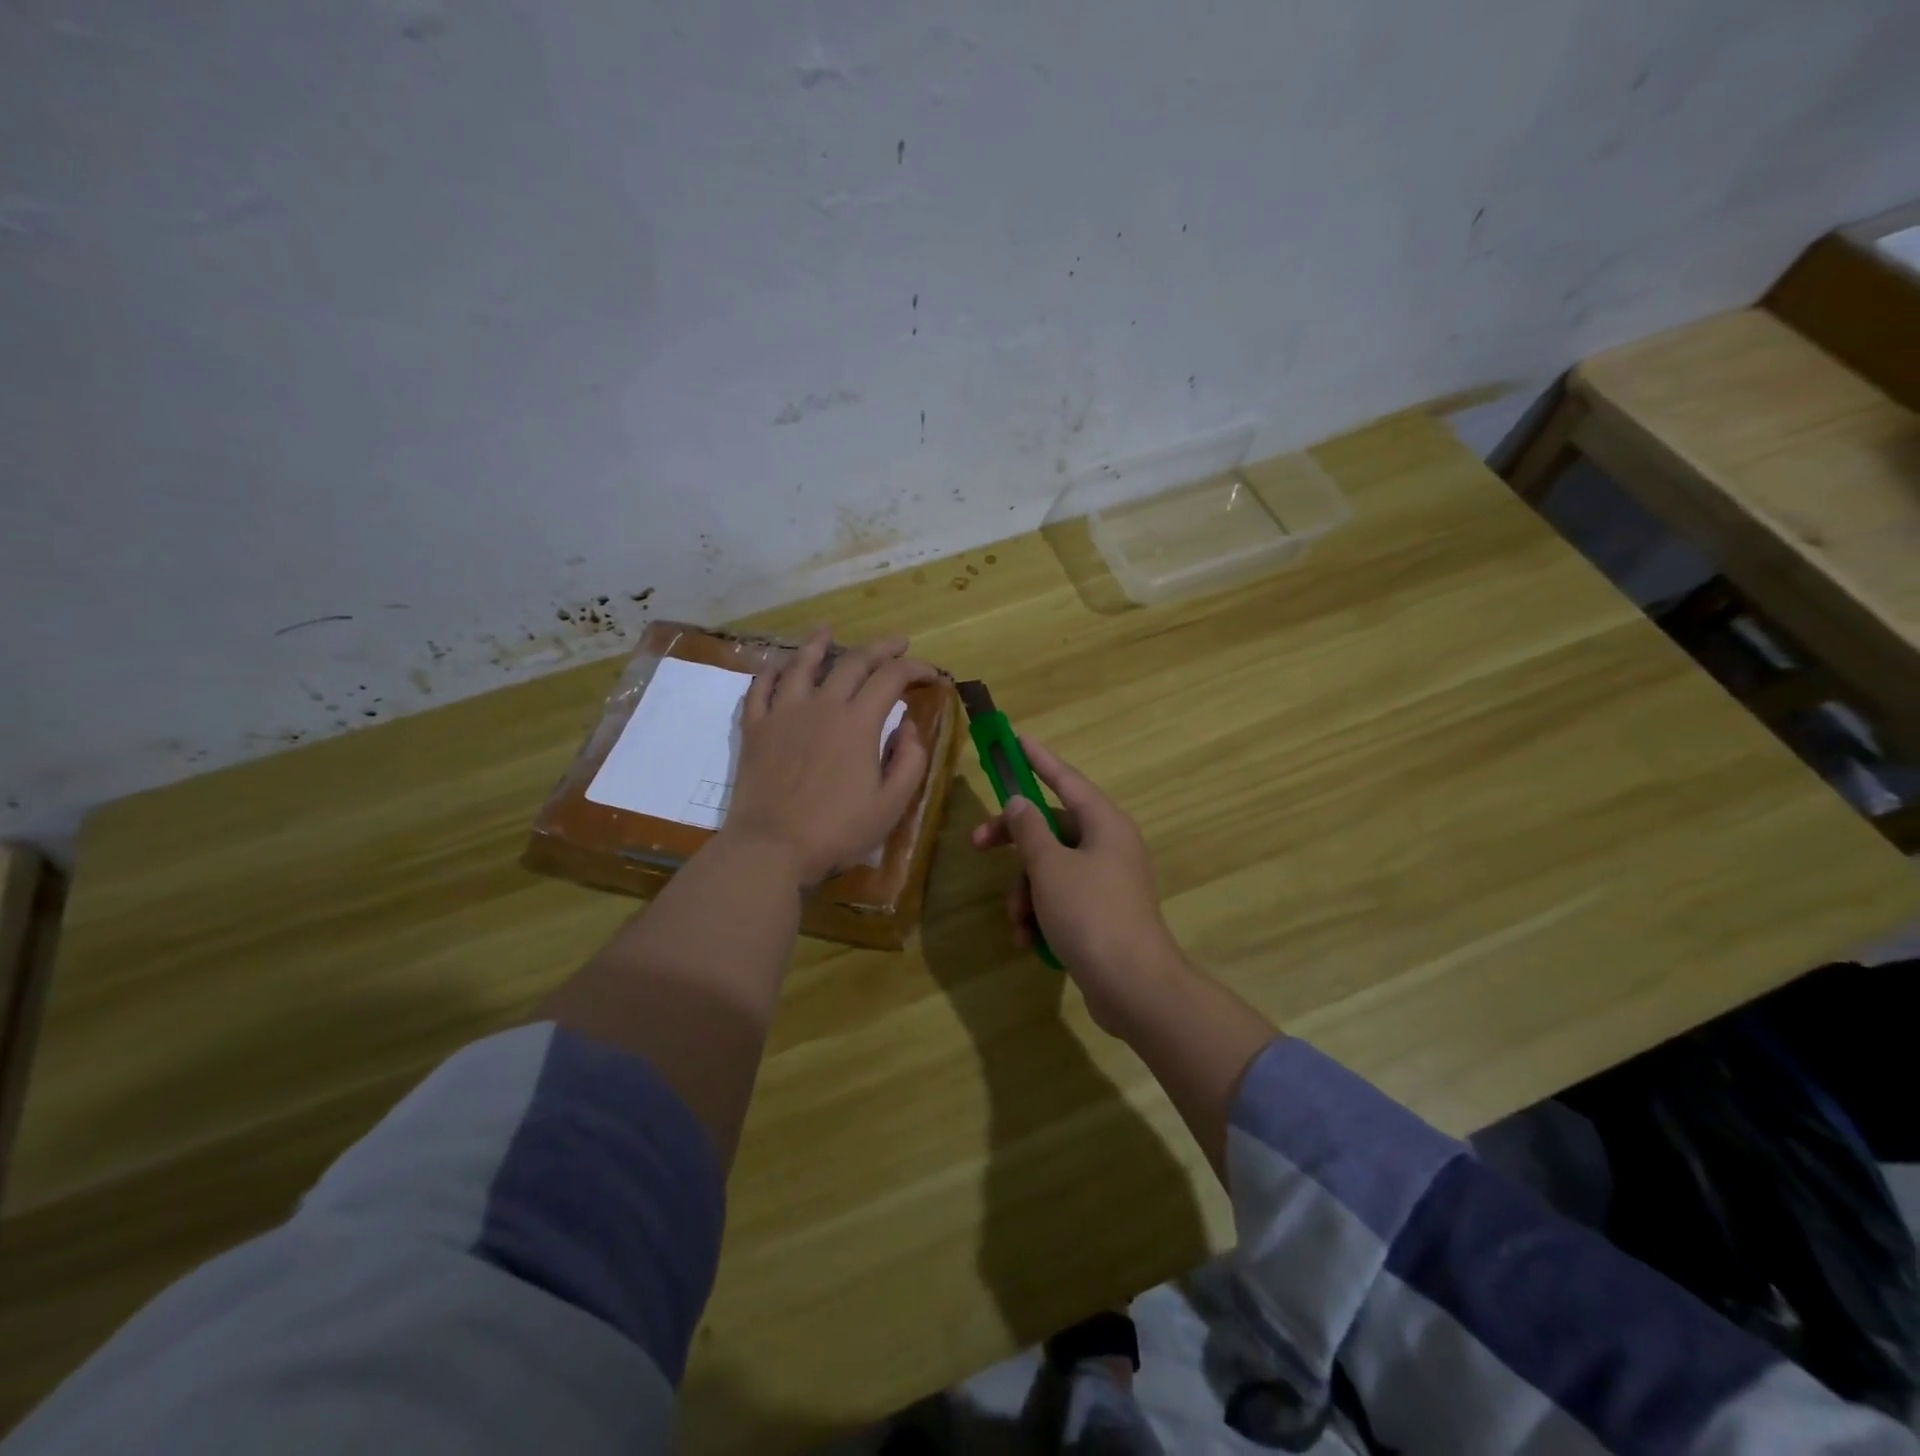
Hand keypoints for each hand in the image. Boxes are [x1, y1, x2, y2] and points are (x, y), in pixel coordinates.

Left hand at [726, 628, 936, 886]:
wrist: (771, 847)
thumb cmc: (837, 830)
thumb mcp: (891, 804)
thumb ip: (910, 761)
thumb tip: (911, 726)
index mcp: (858, 722)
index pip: (892, 678)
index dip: (915, 668)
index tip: (931, 674)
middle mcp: (822, 705)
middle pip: (853, 662)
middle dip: (880, 648)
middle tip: (898, 643)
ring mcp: (783, 713)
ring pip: (802, 665)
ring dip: (819, 644)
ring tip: (828, 630)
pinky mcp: (755, 728)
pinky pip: (761, 689)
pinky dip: (771, 671)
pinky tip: (778, 665)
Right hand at [970, 738, 1186, 1031]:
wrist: (1133, 986)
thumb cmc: (1090, 914)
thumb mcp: (1050, 866)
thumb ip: (1029, 829)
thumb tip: (1020, 802)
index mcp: (1104, 823)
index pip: (1065, 778)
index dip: (1037, 758)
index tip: (1014, 738)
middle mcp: (1109, 845)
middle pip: (1051, 827)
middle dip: (1015, 842)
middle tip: (978, 845)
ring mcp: (1106, 881)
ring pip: (1051, 868)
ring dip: (1025, 891)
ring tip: (1019, 920)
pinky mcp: (1101, 914)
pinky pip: (1061, 899)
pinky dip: (1041, 915)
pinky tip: (1030, 941)